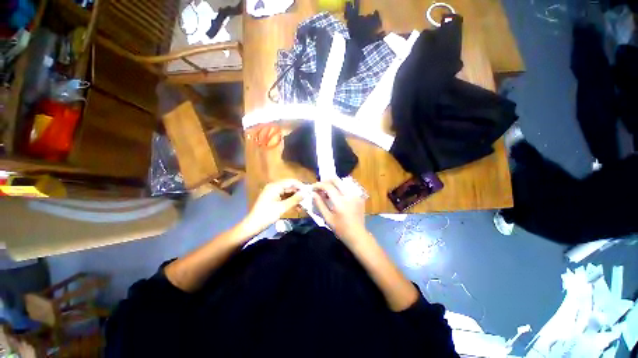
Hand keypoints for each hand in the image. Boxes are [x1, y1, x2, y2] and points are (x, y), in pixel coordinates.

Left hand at [240, 179, 304, 236]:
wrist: (253, 225)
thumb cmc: (267, 215)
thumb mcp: (283, 207)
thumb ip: (295, 199)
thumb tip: (306, 193)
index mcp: (275, 186)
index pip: (291, 182)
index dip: (301, 186)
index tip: (309, 192)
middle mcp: (274, 187)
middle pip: (290, 186)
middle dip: (299, 192)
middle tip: (308, 199)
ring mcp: (273, 193)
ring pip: (288, 192)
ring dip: (295, 198)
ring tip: (304, 204)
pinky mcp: (273, 198)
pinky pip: (284, 197)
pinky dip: (290, 201)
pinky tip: (297, 207)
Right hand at [312, 180, 367, 243]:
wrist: (357, 235)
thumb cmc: (341, 229)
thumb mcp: (327, 218)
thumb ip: (320, 204)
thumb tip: (313, 194)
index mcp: (340, 202)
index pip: (328, 186)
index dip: (319, 185)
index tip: (313, 188)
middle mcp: (349, 195)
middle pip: (336, 180)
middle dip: (326, 181)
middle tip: (320, 187)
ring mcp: (356, 195)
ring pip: (343, 182)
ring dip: (333, 184)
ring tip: (327, 190)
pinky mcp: (359, 196)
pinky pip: (348, 187)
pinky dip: (341, 187)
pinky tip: (337, 194)